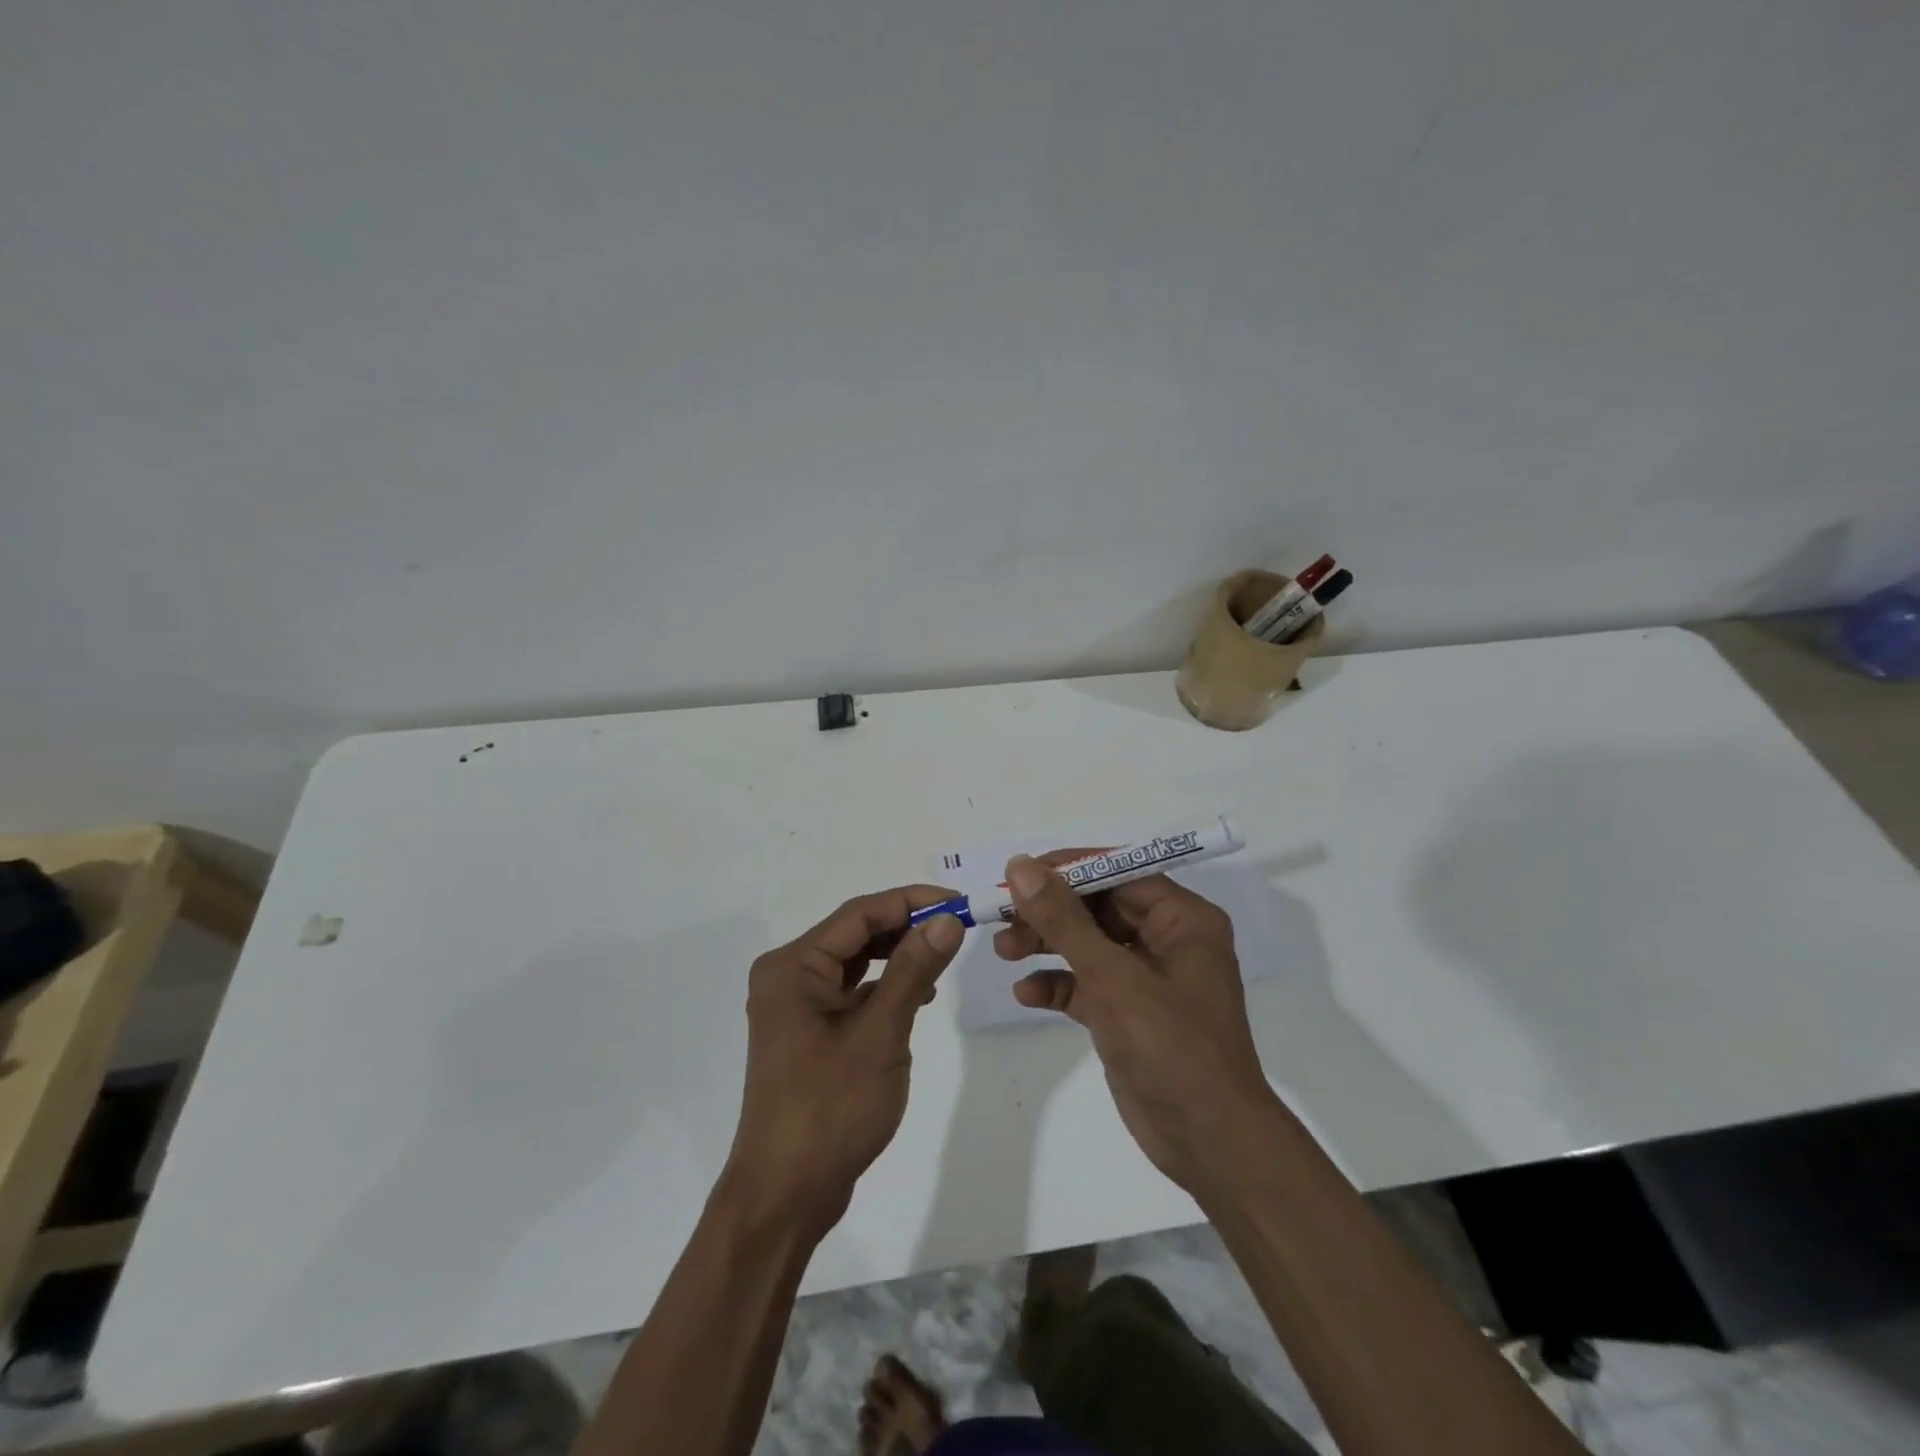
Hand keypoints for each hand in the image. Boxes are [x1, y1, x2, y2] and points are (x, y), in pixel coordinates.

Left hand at [724, 887, 963, 1235]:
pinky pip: (851, 992)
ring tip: (944, 956)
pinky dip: (884, 987)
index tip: (959, 901)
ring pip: (855, 962)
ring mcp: (796, 1006)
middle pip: (855, 934)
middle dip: (906, 926)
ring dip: (898, 956)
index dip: (912, 901)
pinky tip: (918, 996)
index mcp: (793, 966)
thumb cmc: (830, 1109)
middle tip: (958, 927)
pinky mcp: (809, 1032)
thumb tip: (948, 920)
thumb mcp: (880, 1034)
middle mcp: (788, 976)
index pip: (860, 914)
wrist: (786, 1195)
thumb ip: (913, 970)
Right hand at [996, 853, 1278, 1194]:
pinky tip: (1026, 994)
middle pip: (1098, 907)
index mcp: (1182, 918)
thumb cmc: (1170, 1046)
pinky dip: (1058, 984)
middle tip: (1002, 918)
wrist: (1209, 1143)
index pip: (1118, 872)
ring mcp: (1148, 978)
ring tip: (1004, 952)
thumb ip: (1064, 919)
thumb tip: (1021, 866)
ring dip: (1046, 945)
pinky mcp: (1129, 1013)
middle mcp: (1168, 940)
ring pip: (1088, 944)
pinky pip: (1087, 984)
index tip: (1018, 875)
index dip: (1066, 870)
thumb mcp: (1112, 976)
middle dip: (1049, 912)